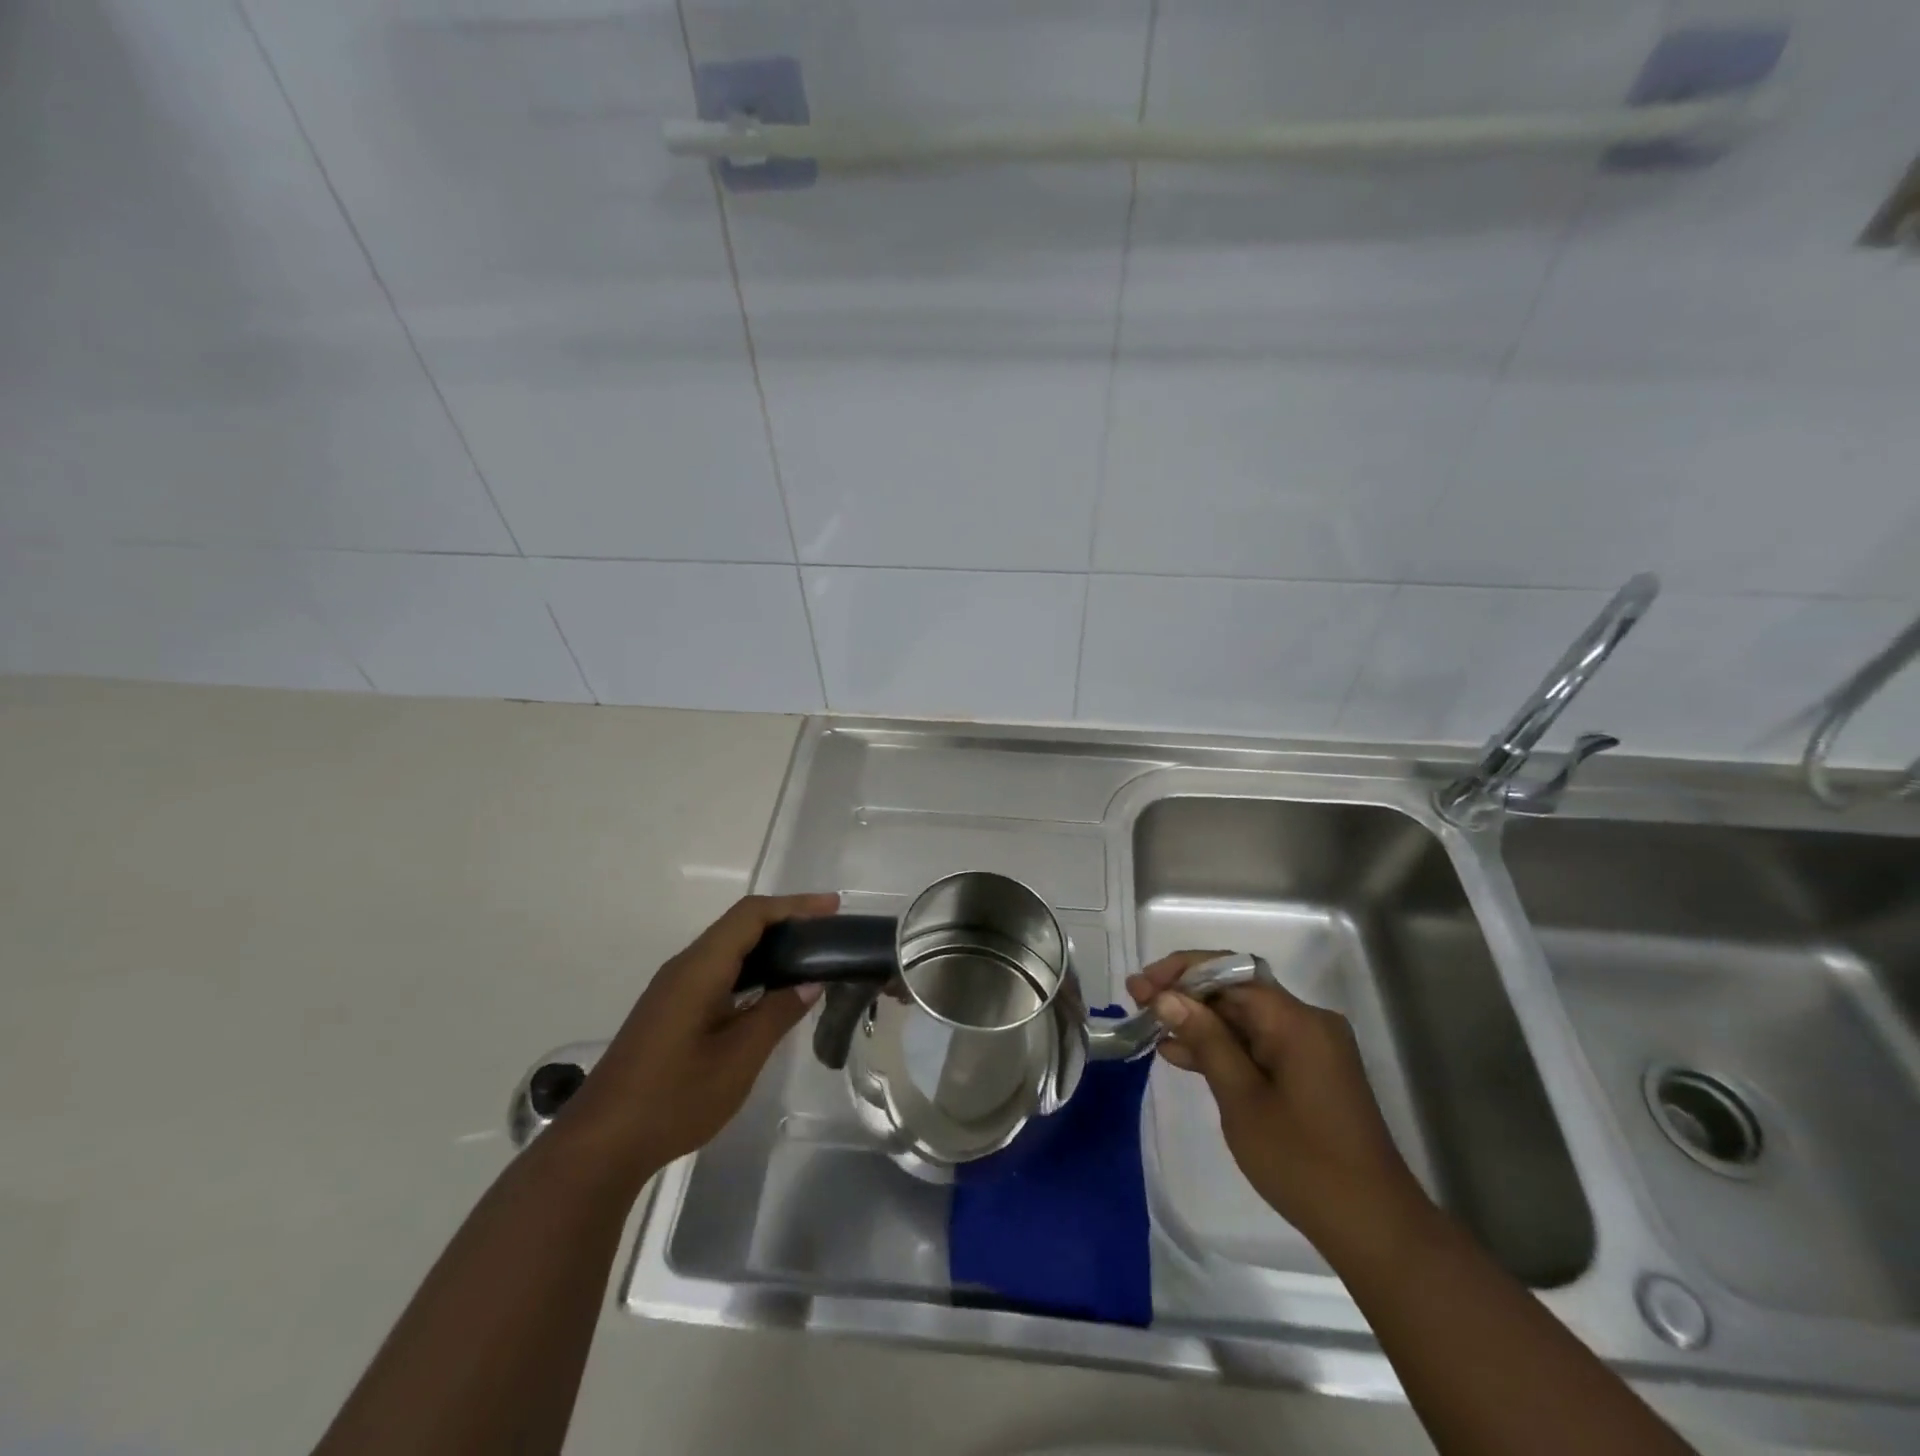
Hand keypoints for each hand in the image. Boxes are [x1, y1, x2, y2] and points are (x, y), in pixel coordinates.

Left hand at [566, 893, 839, 1175]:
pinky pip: (717, 972)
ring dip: (769, 946)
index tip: (832, 909)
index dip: (794, 905)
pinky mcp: (670, 1011)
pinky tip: (770, 992)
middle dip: (786, 921)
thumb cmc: (673, 1100)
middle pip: (739, 926)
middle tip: (829, 934)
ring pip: (727, 949)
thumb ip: (776, 1014)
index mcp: (698, 969)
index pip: (751, 916)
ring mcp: (673, 990)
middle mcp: (684, 968)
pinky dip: (751, 969)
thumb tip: (810, 982)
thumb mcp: (737, 1060)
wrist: (600, 1145)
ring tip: (810, 958)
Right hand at [1127, 952, 1433, 1262]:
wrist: (1374, 1228)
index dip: (1181, 972)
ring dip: (1200, 1021)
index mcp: (1296, 1020)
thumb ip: (1205, 1040)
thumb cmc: (1302, 1163)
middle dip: (1185, 994)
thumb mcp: (1242, 1099)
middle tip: (1137, 1002)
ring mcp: (1311, 1047)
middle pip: (1236, 990)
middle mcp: (1307, 1022)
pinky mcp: (1310, 1072)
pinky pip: (1259, 1043)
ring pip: (1244, 1017)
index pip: (1230, 972)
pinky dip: (1224, 1047)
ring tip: (1150, 1026)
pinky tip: (1182, 1055)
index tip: (1142, 985)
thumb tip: (1168, 997)